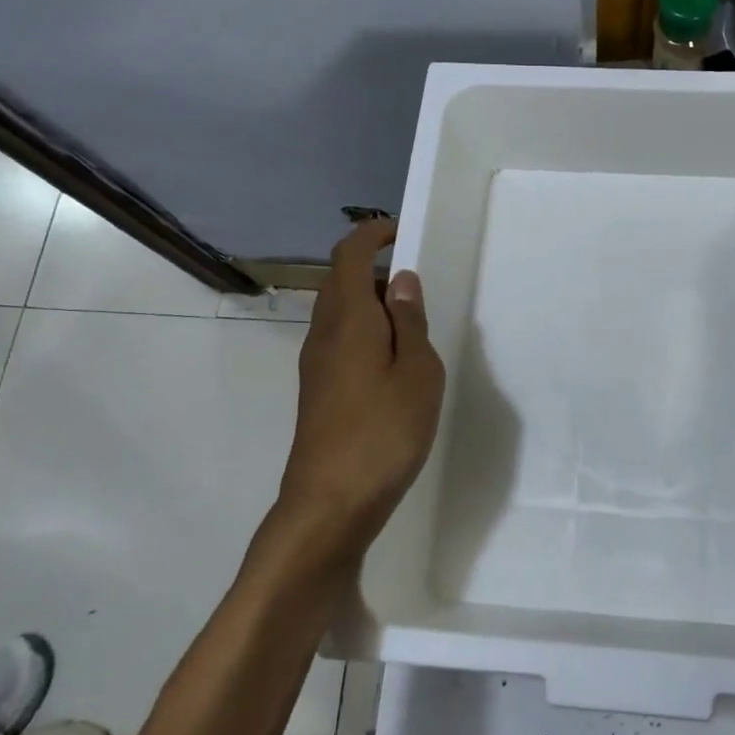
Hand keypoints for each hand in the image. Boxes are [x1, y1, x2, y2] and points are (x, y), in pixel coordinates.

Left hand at [276, 219, 444, 557]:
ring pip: (341, 312)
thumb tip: (402, 281)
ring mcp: (317, 364)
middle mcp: (324, 333)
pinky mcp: (320, 390)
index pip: (350, 256)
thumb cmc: (383, 432)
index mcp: (348, 319)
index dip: (372, 235)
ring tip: (413, 321)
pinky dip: (367, 331)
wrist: (330, 503)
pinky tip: (395, 359)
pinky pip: (341, 339)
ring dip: (372, 302)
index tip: (401, 231)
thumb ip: (410, 322)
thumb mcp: (417, 372)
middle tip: (417, 281)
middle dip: (374, 268)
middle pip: (341, 281)